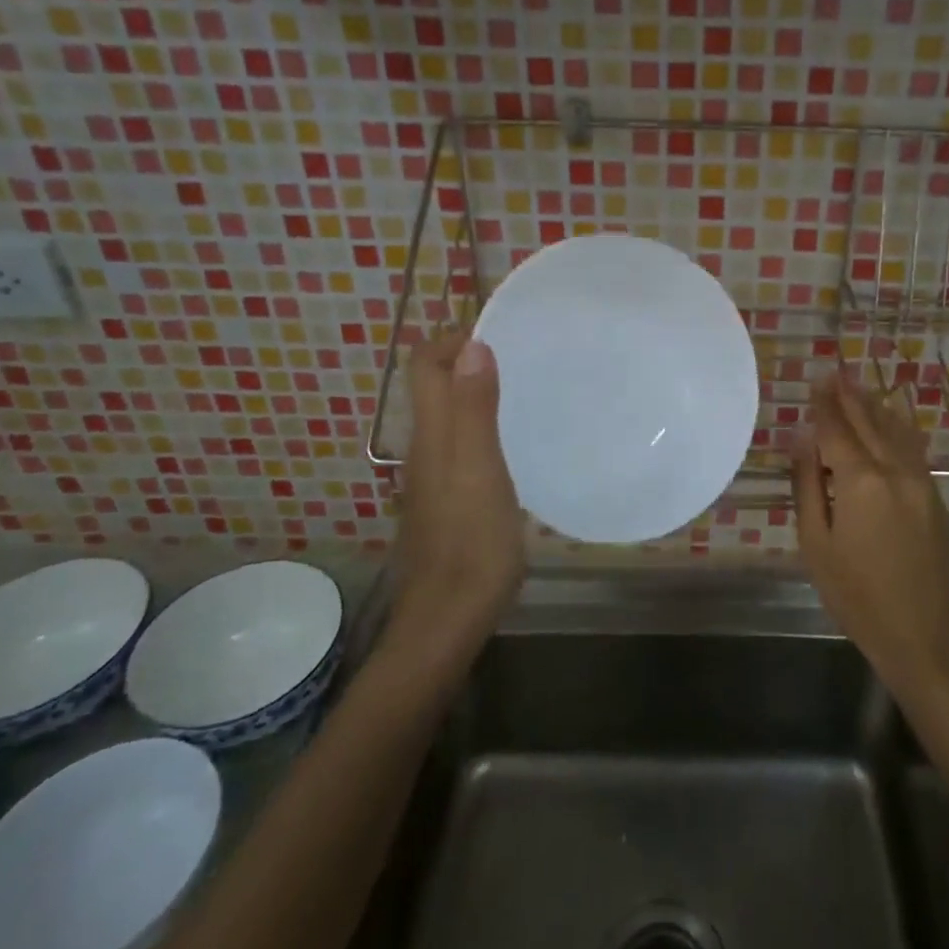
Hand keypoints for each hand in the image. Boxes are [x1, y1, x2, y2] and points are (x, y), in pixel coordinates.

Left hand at [395, 332, 525, 648]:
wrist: (449, 617)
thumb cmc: (471, 540)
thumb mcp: (480, 468)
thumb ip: (475, 408)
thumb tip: (472, 344)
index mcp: (431, 434)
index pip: (424, 364)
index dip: (451, 338)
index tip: (498, 331)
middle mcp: (426, 447)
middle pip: (434, 386)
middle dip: (467, 358)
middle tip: (520, 354)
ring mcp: (436, 476)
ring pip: (449, 414)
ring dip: (476, 390)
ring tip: (524, 387)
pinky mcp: (450, 499)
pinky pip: (462, 442)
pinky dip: (483, 424)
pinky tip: (516, 440)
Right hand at [792, 370, 948, 689]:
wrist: (925, 636)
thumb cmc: (857, 596)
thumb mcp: (816, 544)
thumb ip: (808, 485)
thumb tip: (802, 439)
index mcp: (861, 481)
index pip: (836, 429)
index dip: (824, 404)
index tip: (815, 379)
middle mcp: (895, 471)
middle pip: (869, 422)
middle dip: (850, 396)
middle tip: (835, 371)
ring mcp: (922, 483)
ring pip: (896, 432)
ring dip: (875, 407)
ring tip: (859, 386)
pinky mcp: (937, 499)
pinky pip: (912, 450)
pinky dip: (897, 429)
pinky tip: (891, 423)